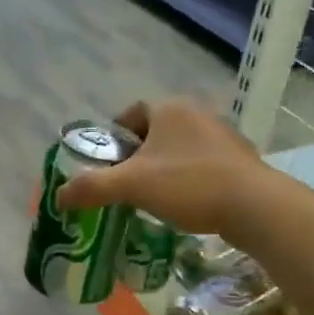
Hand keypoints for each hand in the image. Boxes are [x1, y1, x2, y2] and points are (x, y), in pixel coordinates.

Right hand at [56, 99, 263, 234]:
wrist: (255, 206)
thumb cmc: (189, 185)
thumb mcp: (131, 186)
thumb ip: (91, 188)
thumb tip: (58, 196)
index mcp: (169, 108)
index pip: (129, 115)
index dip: (113, 139)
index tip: (107, 166)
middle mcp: (196, 112)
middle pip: (153, 133)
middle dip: (137, 157)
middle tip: (126, 186)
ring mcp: (222, 134)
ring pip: (179, 149)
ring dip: (163, 169)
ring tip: (153, 198)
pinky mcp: (239, 158)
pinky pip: (201, 164)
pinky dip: (188, 180)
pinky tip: (185, 205)